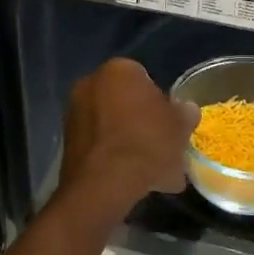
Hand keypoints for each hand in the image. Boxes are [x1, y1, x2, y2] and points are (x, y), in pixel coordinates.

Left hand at [54, 59, 198, 230]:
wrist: (104, 184)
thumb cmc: (146, 143)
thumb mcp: (179, 127)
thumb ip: (184, 113)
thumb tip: (186, 109)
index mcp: (118, 70)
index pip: (145, 79)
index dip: (161, 102)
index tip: (171, 124)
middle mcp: (90, 84)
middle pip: (126, 103)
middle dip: (143, 124)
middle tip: (162, 147)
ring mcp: (75, 113)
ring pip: (113, 127)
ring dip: (131, 144)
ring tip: (154, 173)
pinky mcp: (67, 142)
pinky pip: (100, 146)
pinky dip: (115, 158)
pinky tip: (134, 180)